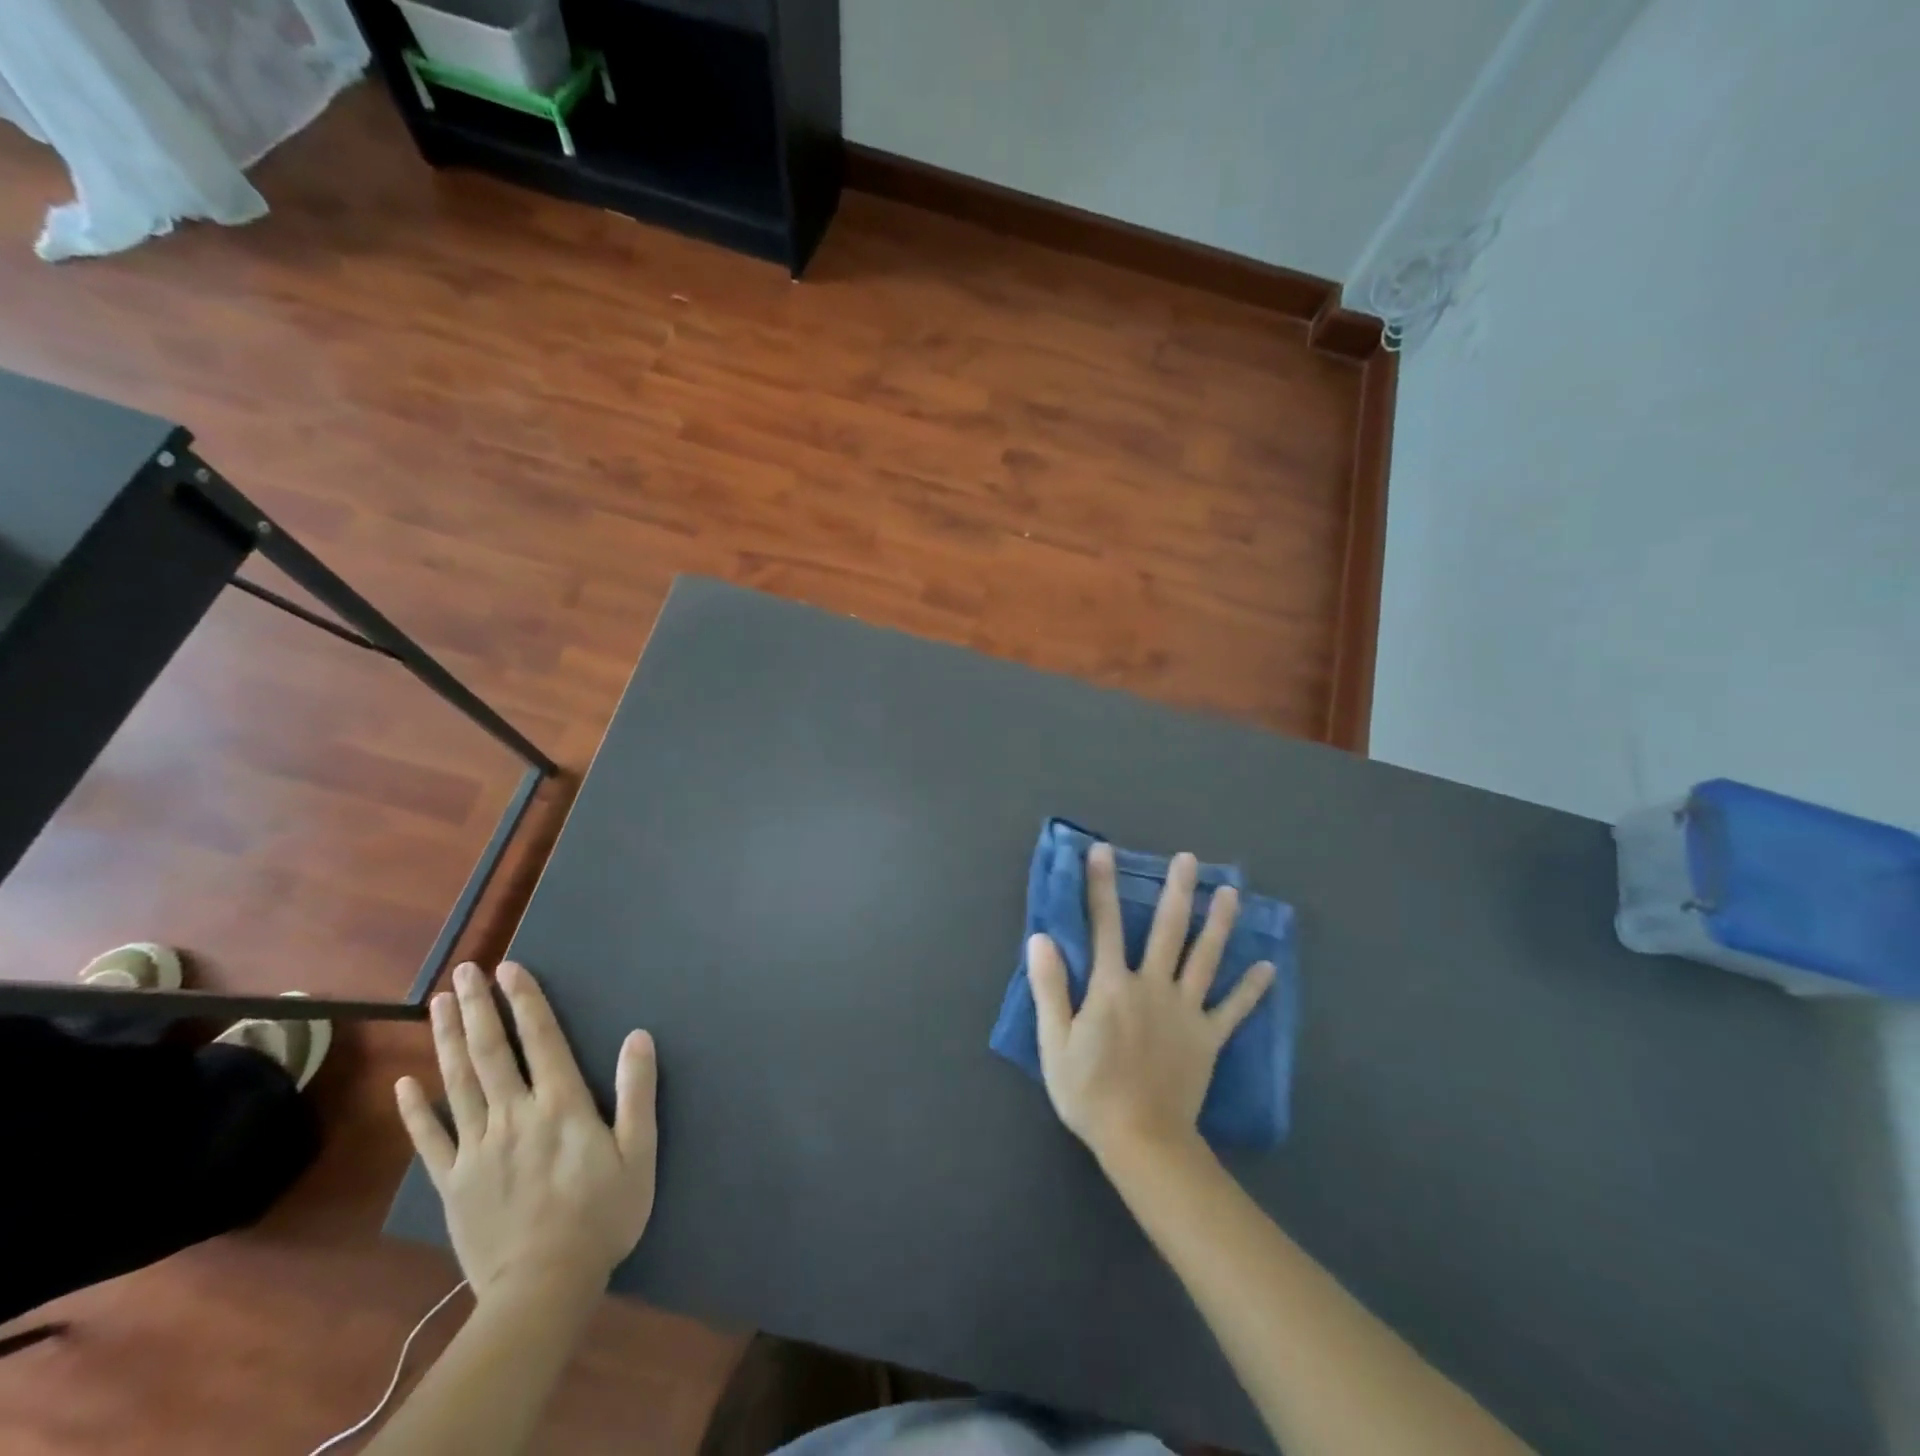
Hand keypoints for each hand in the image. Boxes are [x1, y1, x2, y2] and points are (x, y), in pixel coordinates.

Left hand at [396, 960, 657, 1305]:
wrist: (544, 1287)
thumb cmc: (602, 1214)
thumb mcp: (640, 1152)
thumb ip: (637, 1092)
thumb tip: (638, 1036)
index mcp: (561, 1106)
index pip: (541, 1041)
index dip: (526, 1002)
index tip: (510, 968)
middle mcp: (514, 1116)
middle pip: (491, 1053)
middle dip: (478, 1008)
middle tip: (464, 972)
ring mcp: (477, 1149)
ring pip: (457, 1084)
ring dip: (447, 1040)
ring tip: (439, 1004)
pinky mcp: (453, 1183)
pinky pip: (430, 1140)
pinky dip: (415, 1110)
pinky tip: (405, 1083)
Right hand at [1027, 845, 1274, 1162]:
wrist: (1142, 1141)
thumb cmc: (1089, 1092)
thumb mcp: (1054, 1041)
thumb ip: (1050, 987)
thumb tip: (1041, 938)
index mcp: (1112, 986)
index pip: (1104, 924)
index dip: (1101, 885)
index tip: (1103, 851)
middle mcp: (1153, 987)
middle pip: (1168, 930)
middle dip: (1176, 891)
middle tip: (1189, 858)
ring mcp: (1186, 1012)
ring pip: (1205, 958)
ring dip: (1218, 923)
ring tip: (1231, 893)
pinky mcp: (1208, 1038)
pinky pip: (1233, 1009)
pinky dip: (1251, 988)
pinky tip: (1268, 967)